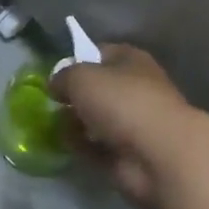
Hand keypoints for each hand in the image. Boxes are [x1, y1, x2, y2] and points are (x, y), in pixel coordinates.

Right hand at [51, 44, 191, 208]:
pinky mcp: (128, 155)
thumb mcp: (80, 77)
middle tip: (50, 103)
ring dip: (75, 123)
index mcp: (130, 61)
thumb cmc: (121, 101)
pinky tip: (65, 145)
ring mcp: (133, 124)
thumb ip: (62, 77)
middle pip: (97, 89)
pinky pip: (97, 147)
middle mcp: (134, 89)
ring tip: (52, 125)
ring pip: (95, 119)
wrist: (158, 154)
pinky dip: (82, 147)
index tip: (54, 74)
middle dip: (73, 97)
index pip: (99, 53)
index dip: (76, 61)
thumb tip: (55, 86)